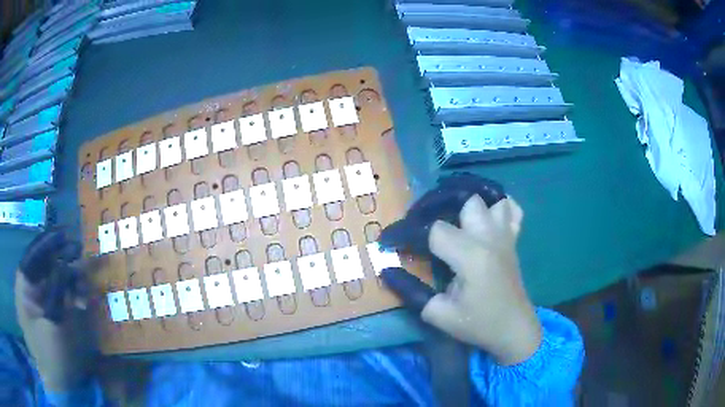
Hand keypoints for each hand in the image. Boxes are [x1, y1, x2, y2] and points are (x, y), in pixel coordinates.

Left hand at [15, 230, 95, 390]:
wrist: (59, 385)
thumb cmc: (51, 355)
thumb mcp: (53, 323)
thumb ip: (57, 290)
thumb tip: (66, 262)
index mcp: (23, 287)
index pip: (33, 255)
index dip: (48, 243)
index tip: (66, 235)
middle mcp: (30, 289)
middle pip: (45, 265)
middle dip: (63, 261)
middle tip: (81, 256)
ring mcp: (40, 302)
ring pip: (55, 280)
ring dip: (70, 281)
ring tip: (85, 288)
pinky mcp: (51, 313)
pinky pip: (61, 295)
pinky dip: (72, 296)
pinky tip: (82, 302)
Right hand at [381, 194, 540, 365]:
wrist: (514, 329)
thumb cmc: (478, 324)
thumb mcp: (439, 315)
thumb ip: (412, 291)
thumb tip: (387, 271)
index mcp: (471, 256)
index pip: (434, 229)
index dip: (407, 232)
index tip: (389, 240)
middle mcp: (489, 238)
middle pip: (464, 200)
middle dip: (438, 206)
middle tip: (422, 223)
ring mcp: (505, 236)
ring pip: (490, 198)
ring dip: (469, 202)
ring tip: (451, 215)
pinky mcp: (513, 240)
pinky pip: (511, 209)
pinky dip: (498, 205)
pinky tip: (484, 216)